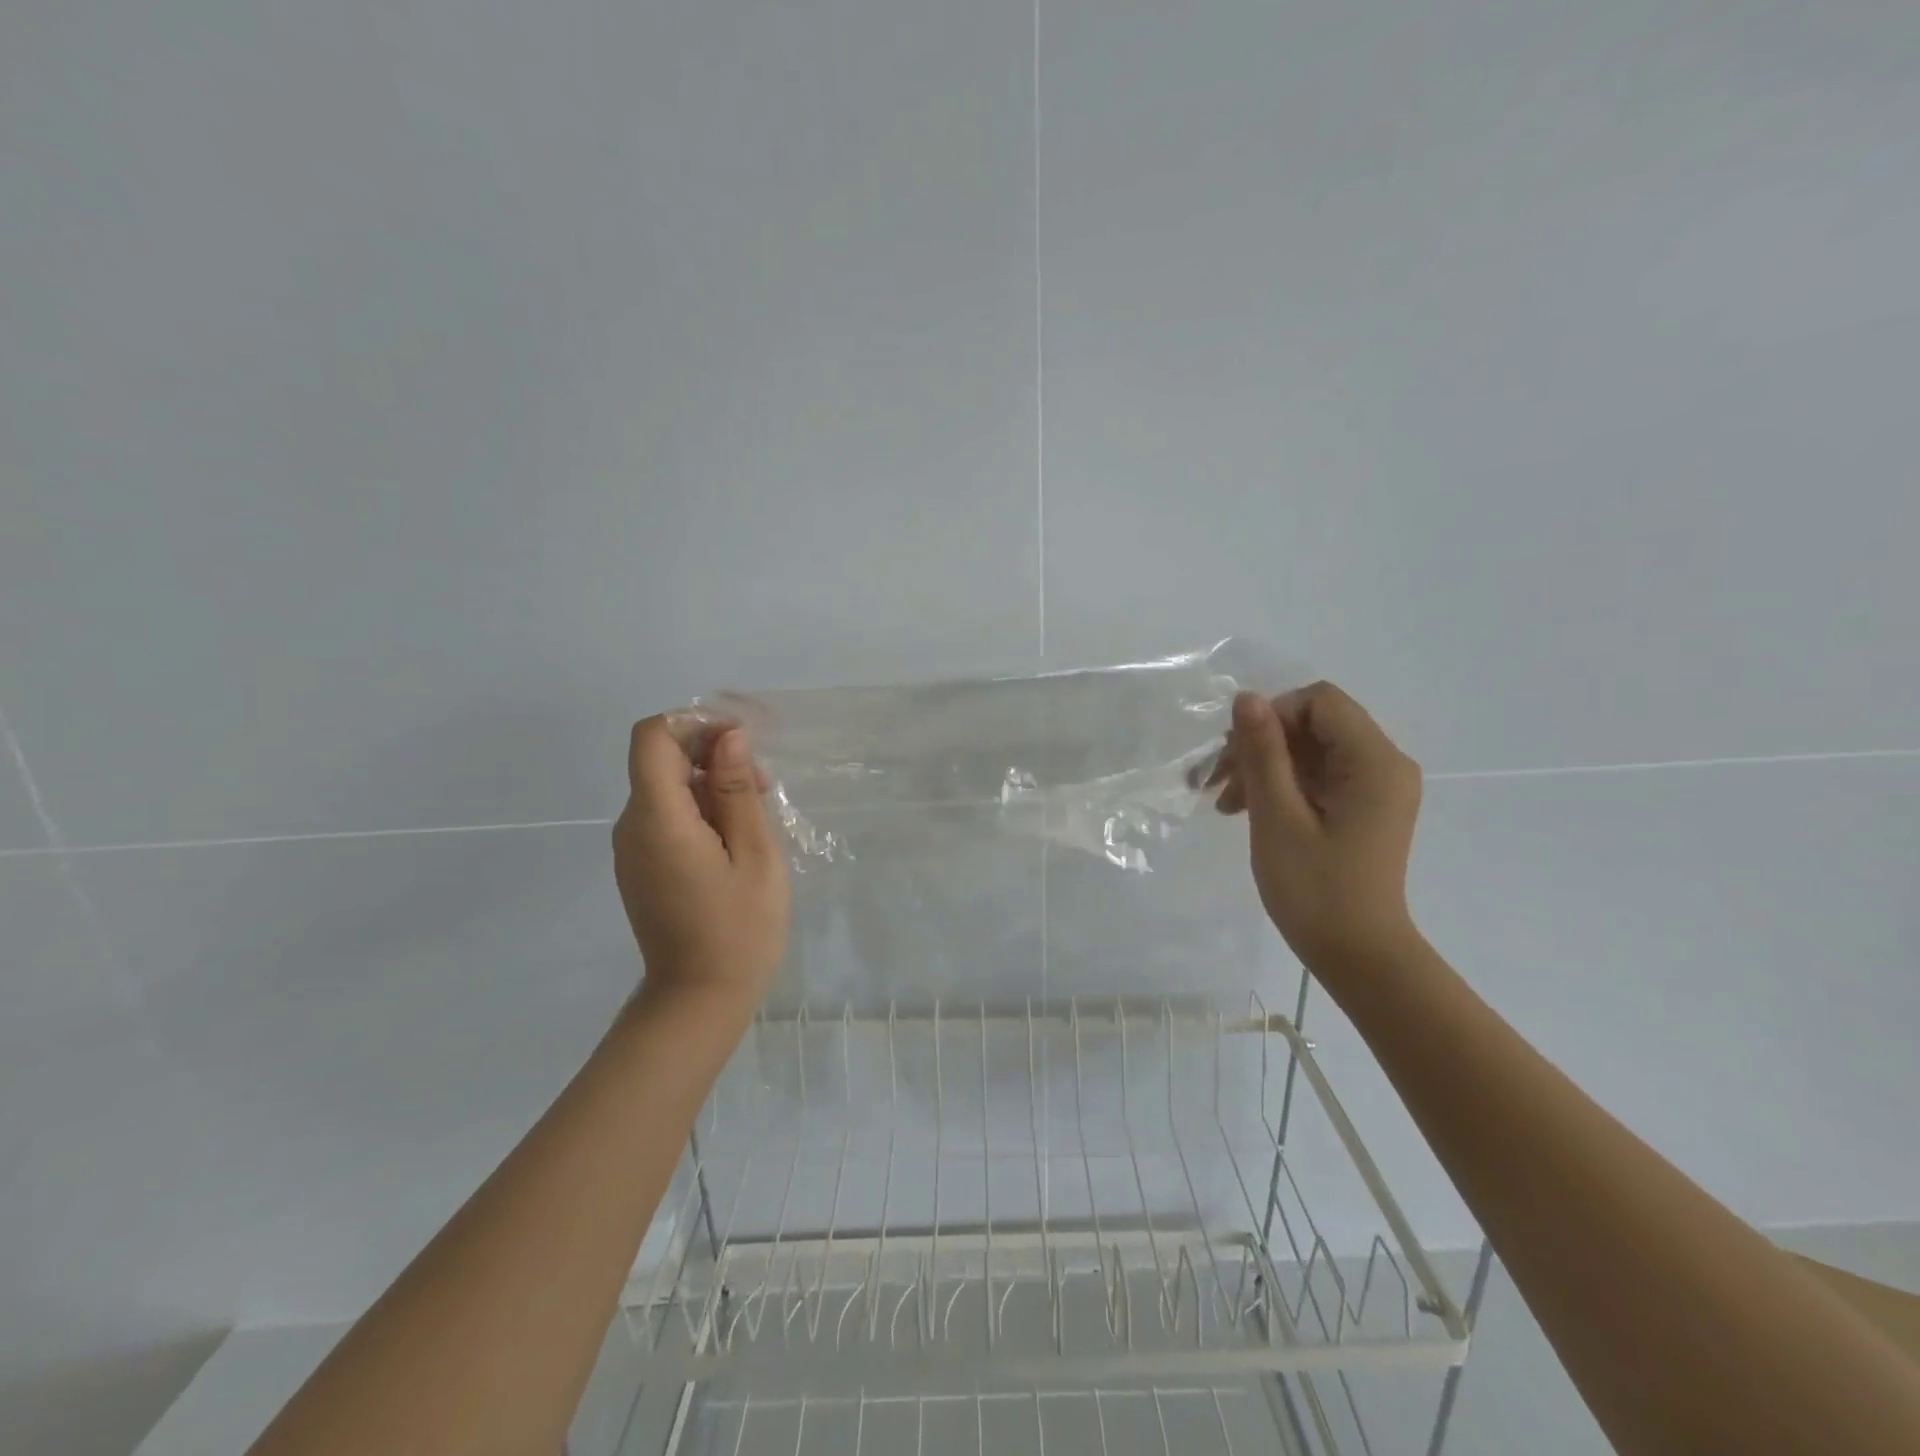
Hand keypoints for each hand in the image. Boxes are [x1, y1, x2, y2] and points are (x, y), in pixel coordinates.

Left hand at [612, 715, 789, 1006]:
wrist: (698, 1000)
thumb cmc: (739, 929)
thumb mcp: (755, 855)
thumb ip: (737, 791)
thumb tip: (729, 737)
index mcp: (658, 819)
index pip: (652, 737)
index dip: (693, 723)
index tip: (739, 738)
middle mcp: (632, 826)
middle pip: (659, 759)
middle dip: (710, 753)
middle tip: (762, 783)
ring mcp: (631, 848)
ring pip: (665, 787)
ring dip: (709, 782)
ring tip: (756, 812)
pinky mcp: (639, 865)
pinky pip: (664, 816)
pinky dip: (698, 808)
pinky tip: (735, 836)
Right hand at [1210, 683, 1422, 969]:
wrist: (1358, 955)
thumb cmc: (1316, 889)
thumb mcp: (1278, 817)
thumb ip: (1263, 752)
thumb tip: (1247, 697)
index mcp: (1374, 762)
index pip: (1320, 702)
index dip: (1272, 716)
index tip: (1237, 754)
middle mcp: (1384, 764)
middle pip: (1314, 724)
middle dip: (1261, 744)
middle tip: (1216, 781)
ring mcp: (1376, 787)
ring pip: (1311, 750)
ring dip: (1265, 766)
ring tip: (1225, 803)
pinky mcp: (1364, 807)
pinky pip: (1318, 776)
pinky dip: (1282, 785)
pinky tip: (1247, 810)